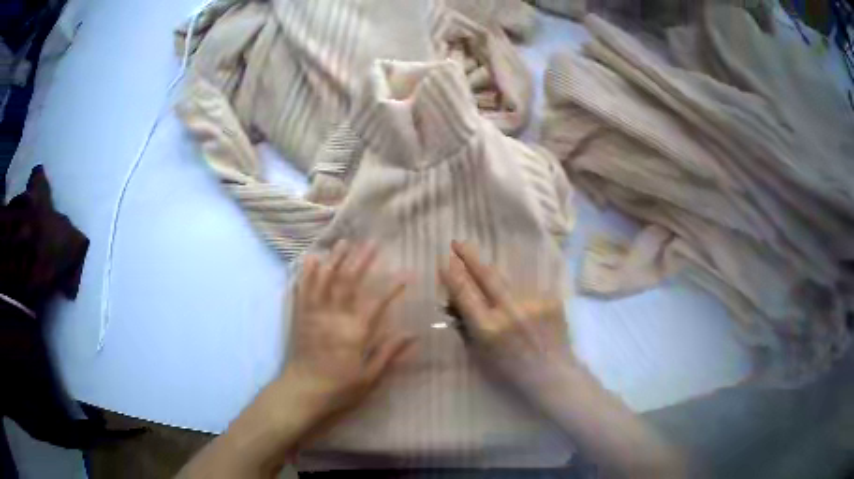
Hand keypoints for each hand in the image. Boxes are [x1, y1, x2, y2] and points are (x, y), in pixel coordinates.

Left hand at [285, 240, 412, 419]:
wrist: (302, 392)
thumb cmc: (339, 388)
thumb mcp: (369, 377)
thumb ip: (388, 353)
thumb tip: (412, 335)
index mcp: (353, 332)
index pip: (377, 303)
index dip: (392, 287)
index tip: (406, 272)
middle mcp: (334, 317)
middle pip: (348, 282)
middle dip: (361, 261)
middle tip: (371, 242)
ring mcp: (314, 314)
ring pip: (325, 280)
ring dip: (334, 259)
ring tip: (343, 242)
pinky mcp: (300, 317)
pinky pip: (303, 290)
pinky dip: (307, 273)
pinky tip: (311, 259)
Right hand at [439, 240, 570, 392]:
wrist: (552, 373)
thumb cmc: (511, 369)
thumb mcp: (481, 353)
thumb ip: (467, 326)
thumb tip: (455, 301)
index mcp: (488, 329)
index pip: (465, 294)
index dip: (453, 276)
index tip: (444, 262)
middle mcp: (510, 311)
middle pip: (487, 275)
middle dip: (470, 257)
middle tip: (458, 242)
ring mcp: (533, 302)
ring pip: (508, 282)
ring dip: (499, 283)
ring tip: (499, 297)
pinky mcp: (551, 299)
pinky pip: (528, 291)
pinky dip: (521, 297)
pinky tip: (526, 311)